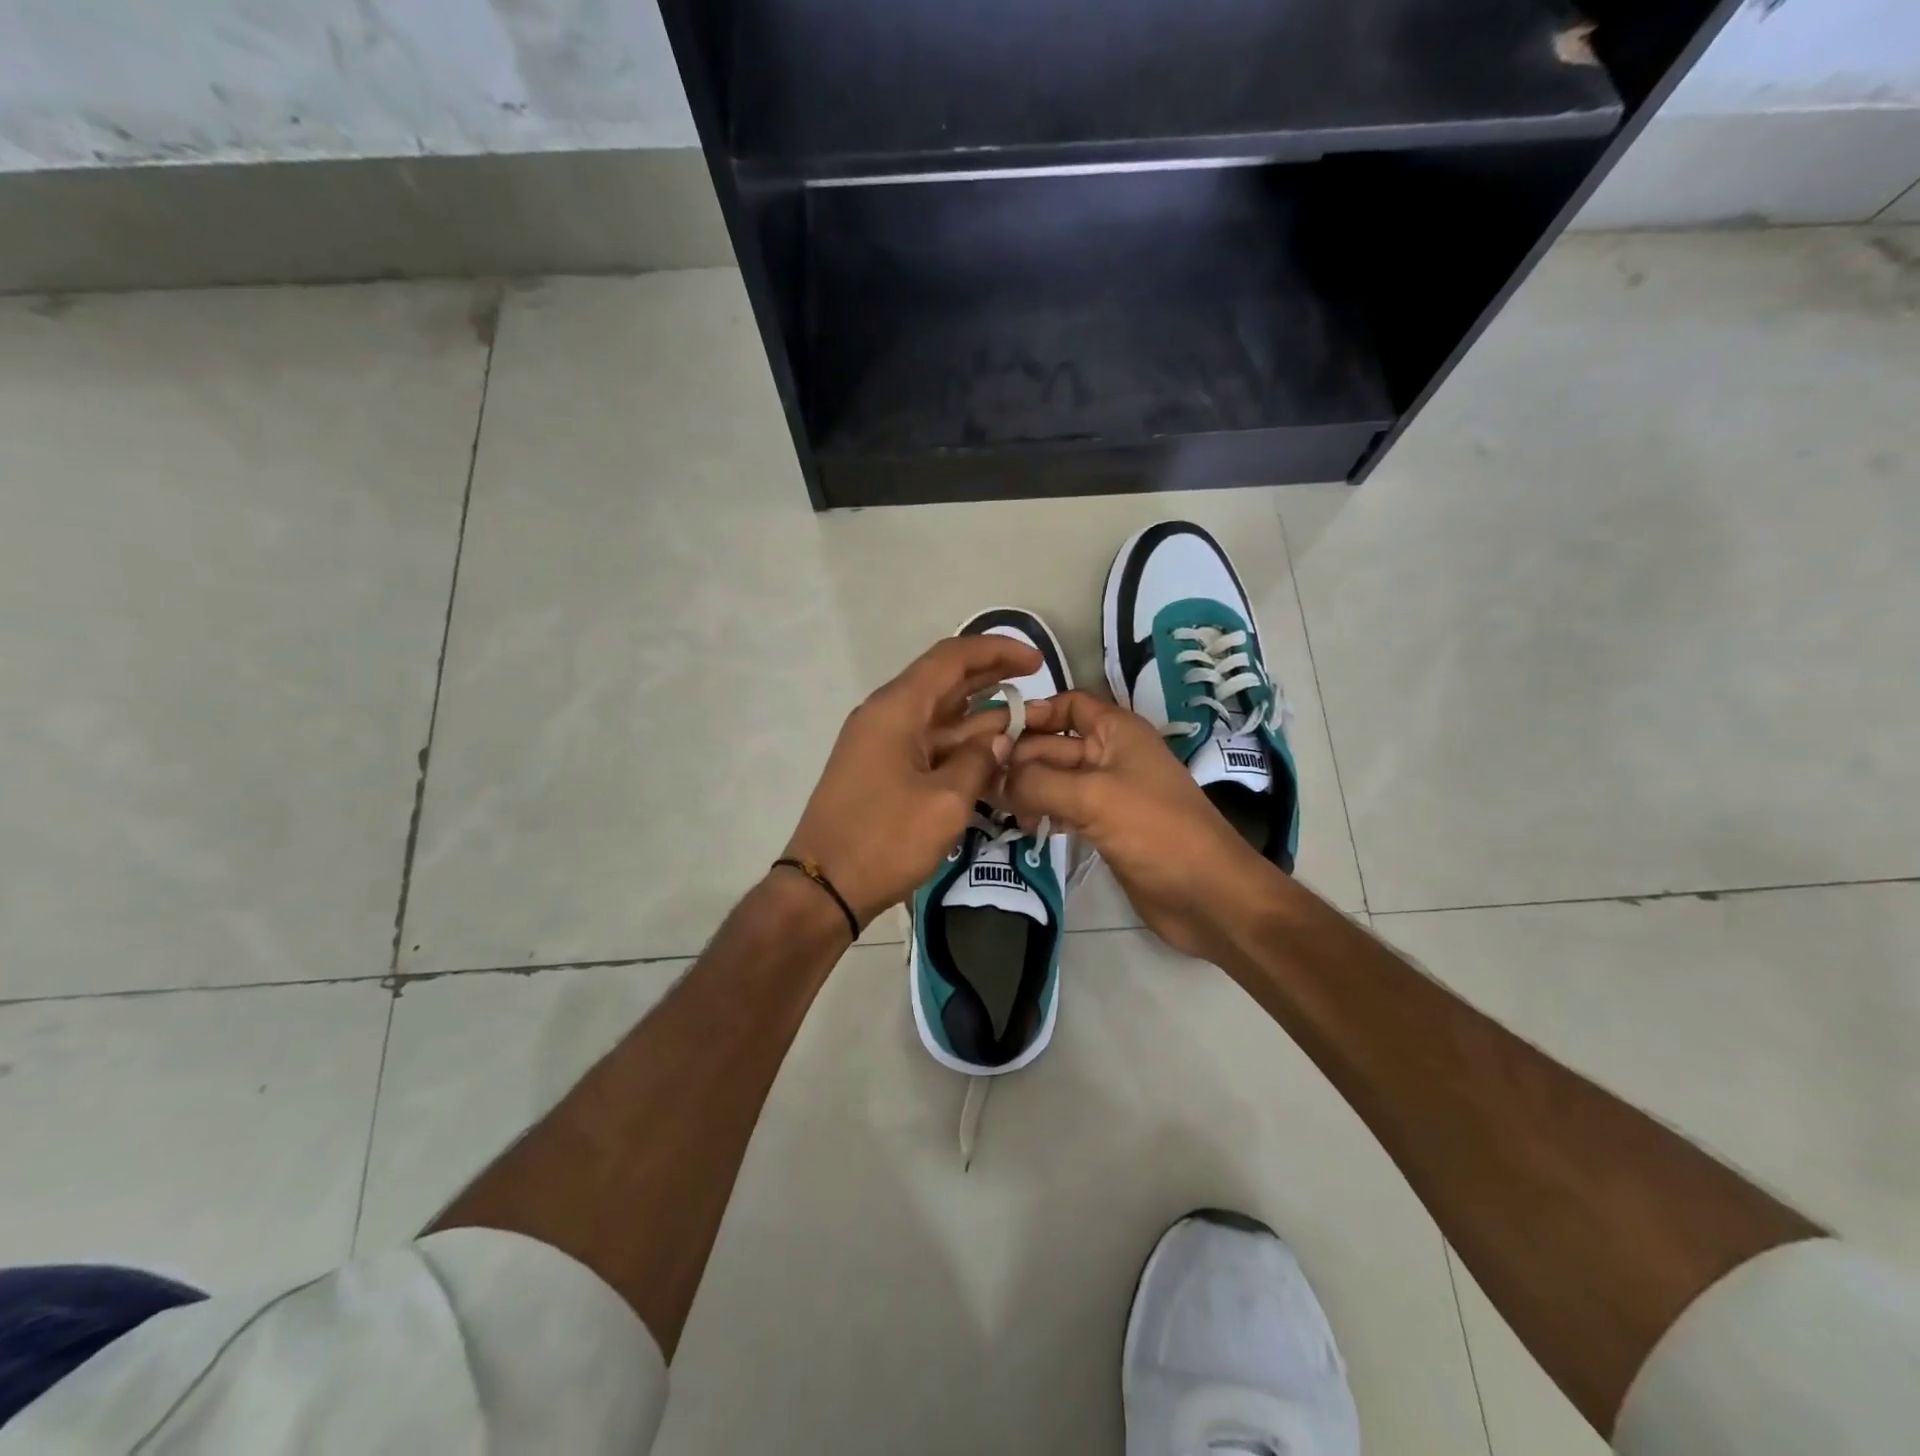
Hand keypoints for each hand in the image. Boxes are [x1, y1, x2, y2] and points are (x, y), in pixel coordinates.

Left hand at [783, 634, 1040, 926]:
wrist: (825, 888)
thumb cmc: (884, 840)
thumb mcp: (946, 802)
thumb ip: (980, 762)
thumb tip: (1000, 741)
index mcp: (897, 709)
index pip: (951, 658)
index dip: (996, 651)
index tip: (1036, 661)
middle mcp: (886, 715)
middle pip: (945, 681)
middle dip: (991, 676)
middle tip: (1037, 680)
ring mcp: (881, 744)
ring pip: (939, 716)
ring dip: (980, 715)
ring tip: (1026, 718)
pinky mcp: (882, 770)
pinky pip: (928, 744)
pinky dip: (961, 744)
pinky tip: (993, 753)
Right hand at [1001, 691, 1275, 959]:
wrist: (1207, 896)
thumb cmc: (1156, 831)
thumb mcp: (1094, 797)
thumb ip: (1039, 782)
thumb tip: (997, 778)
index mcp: (1117, 731)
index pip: (1068, 704)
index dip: (1033, 713)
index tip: (993, 735)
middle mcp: (1111, 755)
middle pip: (1054, 744)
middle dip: (1020, 758)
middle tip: (979, 781)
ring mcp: (1108, 793)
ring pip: (1055, 779)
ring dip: (1027, 789)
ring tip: (995, 806)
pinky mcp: (1104, 826)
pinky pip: (1064, 808)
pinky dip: (1043, 812)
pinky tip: (1023, 826)